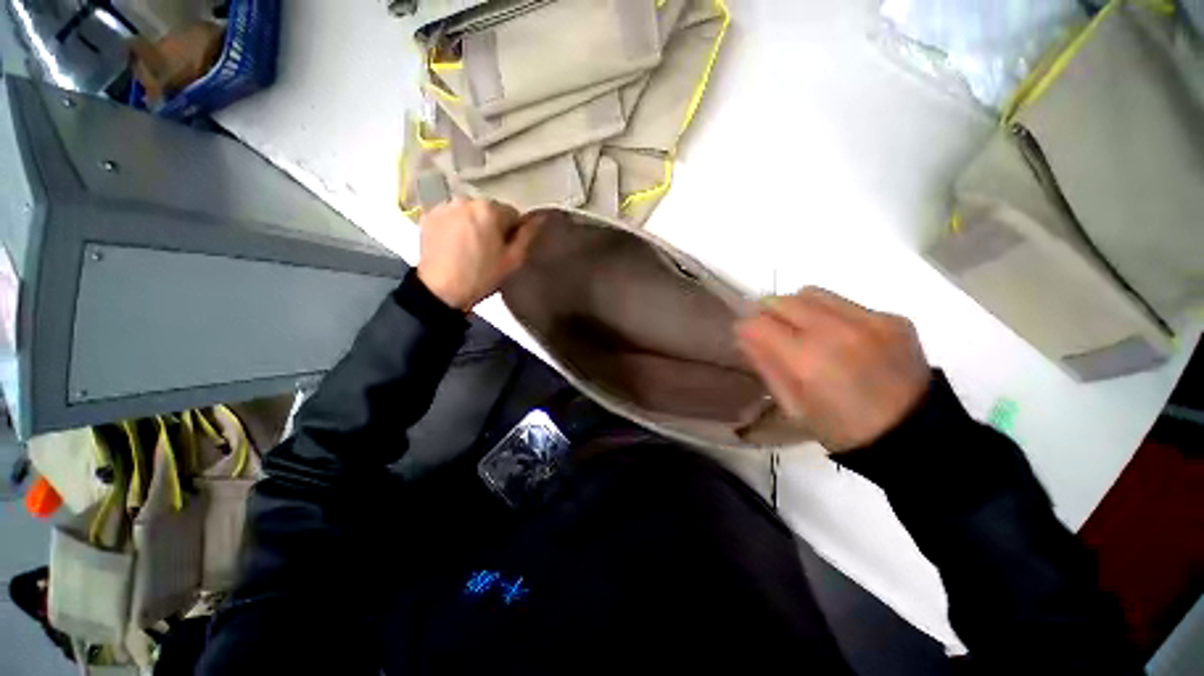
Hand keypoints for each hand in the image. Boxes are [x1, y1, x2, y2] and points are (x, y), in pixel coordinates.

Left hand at [417, 198, 541, 310]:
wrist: (441, 290)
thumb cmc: (482, 276)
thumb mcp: (513, 260)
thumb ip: (528, 236)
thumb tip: (540, 218)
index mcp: (490, 210)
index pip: (512, 214)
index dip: (512, 233)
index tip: (505, 249)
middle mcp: (466, 200)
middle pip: (489, 210)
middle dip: (491, 225)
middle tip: (488, 250)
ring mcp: (445, 206)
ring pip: (469, 212)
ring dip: (473, 224)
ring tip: (469, 248)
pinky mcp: (429, 215)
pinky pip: (451, 216)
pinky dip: (455, 225)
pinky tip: (454, 245)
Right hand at [735, 289, 930, 452]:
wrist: (915, 436)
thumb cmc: (843, 430)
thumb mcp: (793, 406)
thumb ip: (766, 365)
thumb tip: (745, 336)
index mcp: (806, 360)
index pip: (757, 323)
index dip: (745, 328)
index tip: (746, 336)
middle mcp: (834, 331)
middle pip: (782, 300)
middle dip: (767, 313)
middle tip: (771, 331)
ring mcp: (867, 320)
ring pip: (812, 293)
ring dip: (797, 308)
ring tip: (804, 329)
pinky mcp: (891, 318)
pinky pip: (845, 303)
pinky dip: (831, 314)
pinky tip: (841, 338)